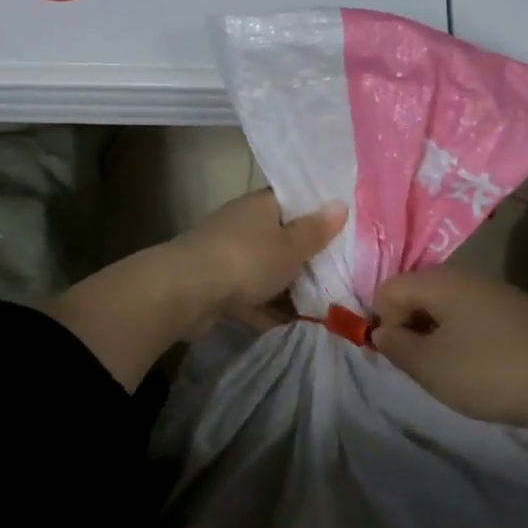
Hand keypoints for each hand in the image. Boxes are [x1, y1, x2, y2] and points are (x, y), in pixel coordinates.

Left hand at [171, 190, 346, 330]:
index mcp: (260, 205)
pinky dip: (266, 309)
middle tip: (340, 272)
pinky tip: (292, 327)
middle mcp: (242, 225)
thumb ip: (316, 230)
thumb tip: (340, 203)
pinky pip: (250, 296)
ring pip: (265, 269)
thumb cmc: (246, 260)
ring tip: (323, 305)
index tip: (342, 230)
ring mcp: (226, 256)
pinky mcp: (216, 286)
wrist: (185, 292)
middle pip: (280, 237)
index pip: (293, 201)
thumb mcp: (291, 246)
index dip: (317, 213)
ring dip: (286, 286)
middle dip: (305, 256)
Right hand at [371, 266, 527, 434]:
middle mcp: (467, 276)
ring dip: (440, 335)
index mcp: (439, 280)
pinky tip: (485, 368)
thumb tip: (382, 330)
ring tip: (454, 371)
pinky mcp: (521, 312)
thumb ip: (396, 346)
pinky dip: (468, 339)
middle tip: (424, 366)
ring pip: (449, 307)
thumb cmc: (489, 371)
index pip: (388, 288)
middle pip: (419, 293)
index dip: (385, 322)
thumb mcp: (430, 366)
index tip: (401, 355)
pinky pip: (476, 317)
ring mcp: (498, 292)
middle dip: (412, 327)